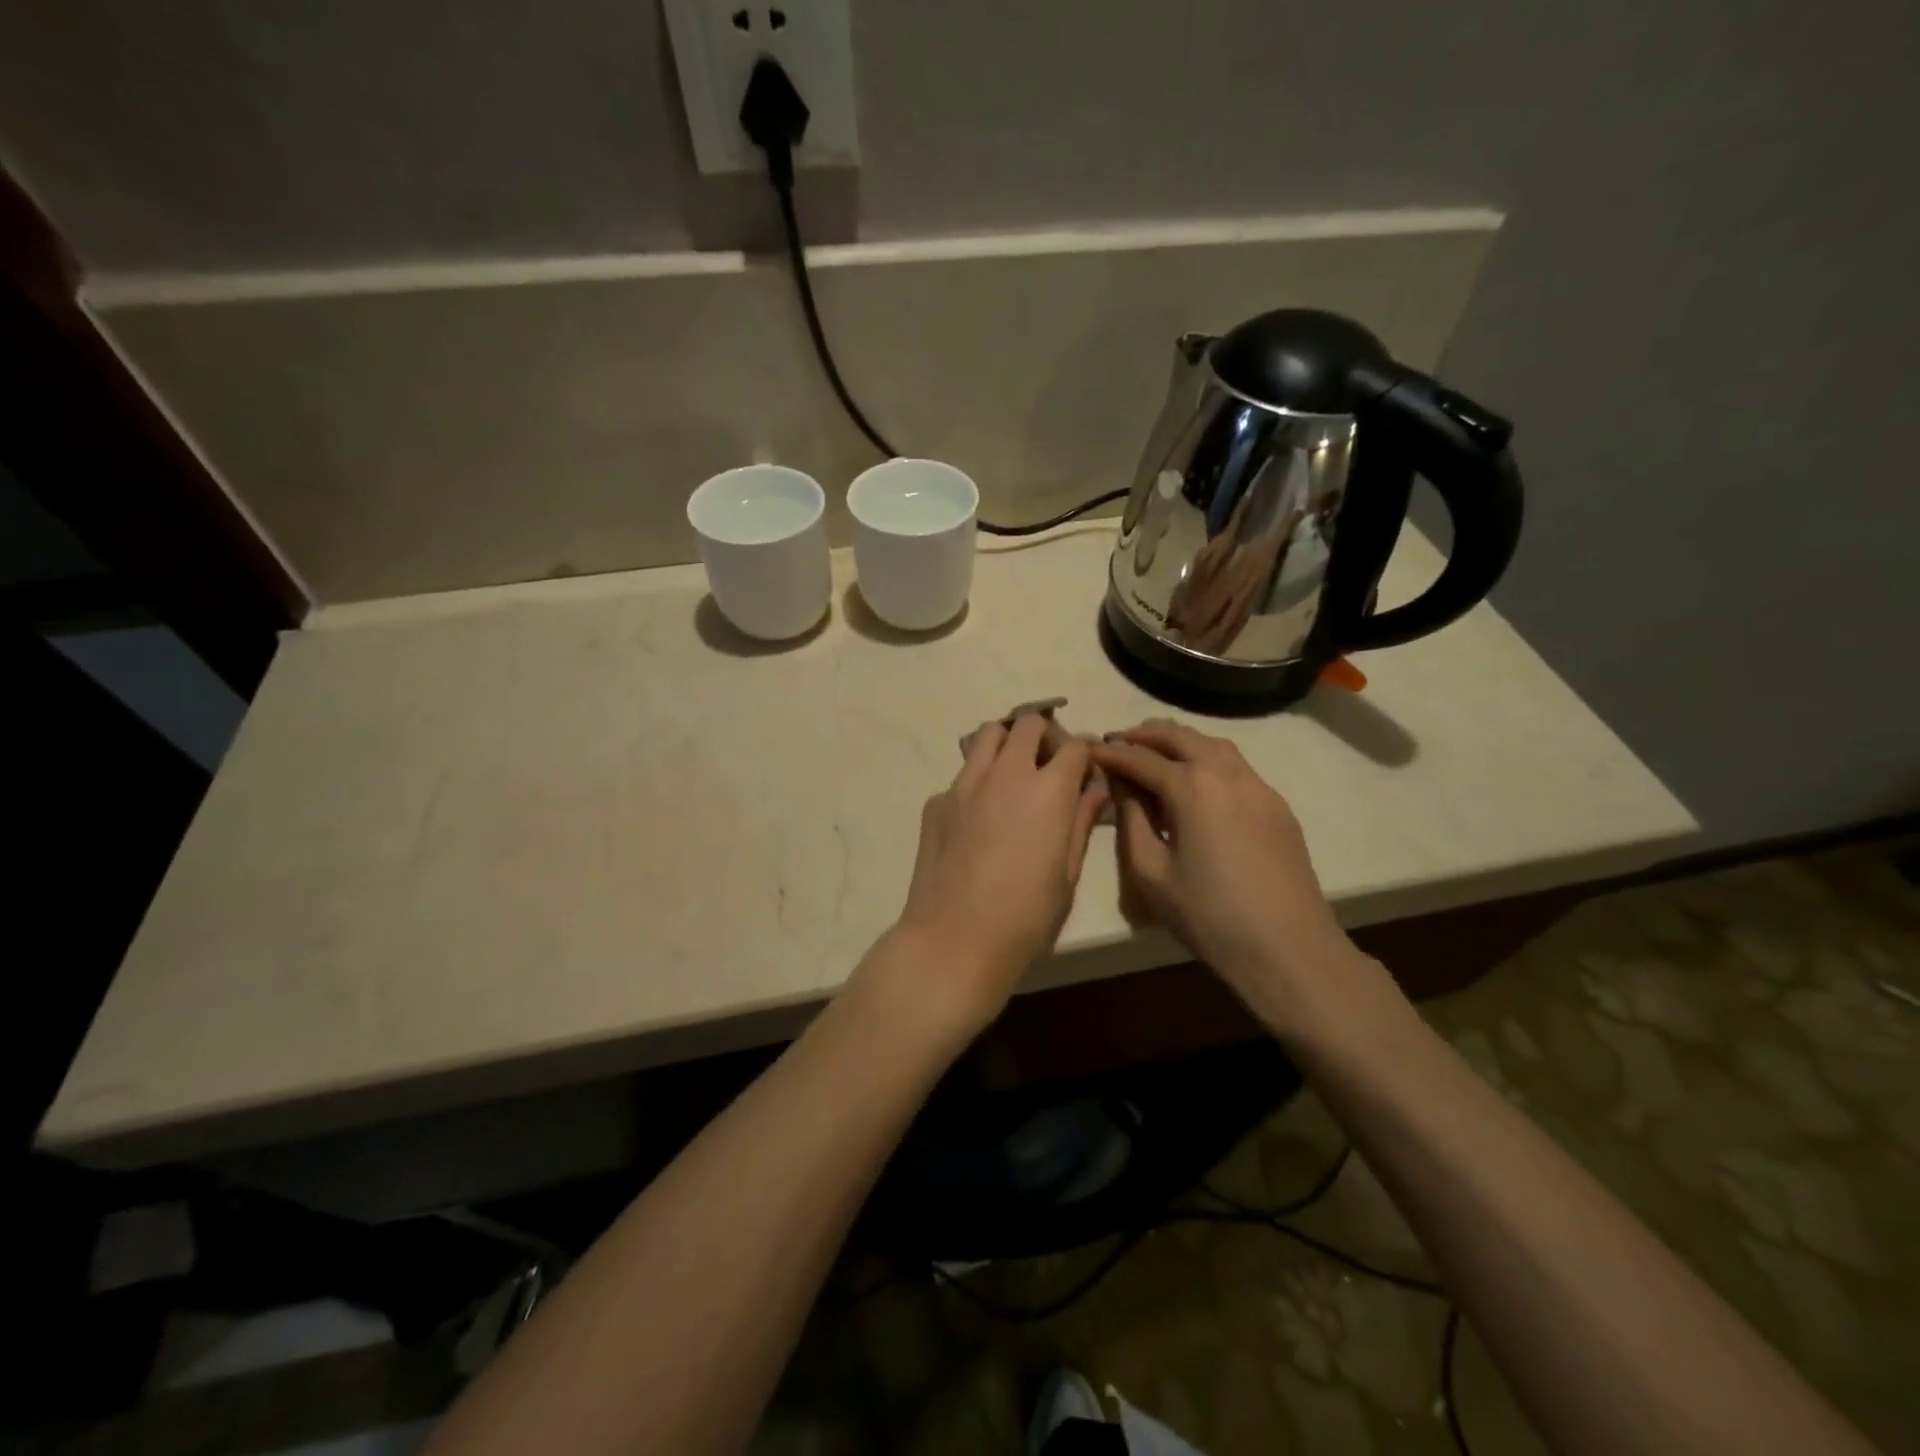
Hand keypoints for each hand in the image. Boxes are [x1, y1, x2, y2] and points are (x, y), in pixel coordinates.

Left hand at [871, 715, 1107, 1041]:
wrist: (954, 940)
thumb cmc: (1025, 918)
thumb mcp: (1067, 874)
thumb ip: (1080, 821)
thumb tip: (1095, 789)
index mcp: (1047, 791)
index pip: (1074, 746)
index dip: (1086, 753)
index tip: (1087, 770)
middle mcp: (1005, 774)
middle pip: (1028, 723)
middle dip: (1045, 736)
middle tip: (1049, 767)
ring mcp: (964, 784)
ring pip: (987, 735)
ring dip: (1007, 745)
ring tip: (1013, 778)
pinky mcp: (936, 802)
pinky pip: (962, 776)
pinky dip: (977, 782)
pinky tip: (979, 821)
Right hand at [1091, 721, 1359, 1032]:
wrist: (1288, 949)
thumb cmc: (1208, 915)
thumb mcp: (1151, 871)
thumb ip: (1131, 819)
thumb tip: (1122, 785)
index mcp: (1192, 787)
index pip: (1140, 758)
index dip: (1111, 754)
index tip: (1088, 751)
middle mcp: (1226, 773)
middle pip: (1180, 737)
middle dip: (1145, 735)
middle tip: (1119, 741)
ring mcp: (1258, 787)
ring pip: (1214, 745)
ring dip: (1180, 741)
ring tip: (1155, 752)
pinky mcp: (1277, 806)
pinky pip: (1237, 766)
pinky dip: (1208, 759)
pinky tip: (1197, 781)